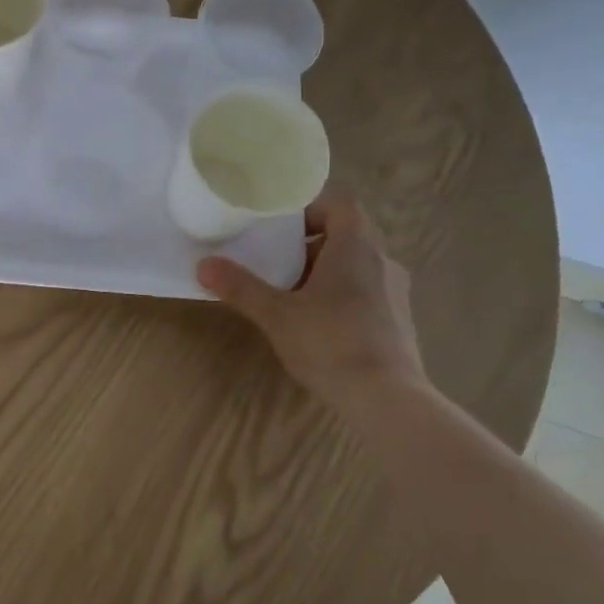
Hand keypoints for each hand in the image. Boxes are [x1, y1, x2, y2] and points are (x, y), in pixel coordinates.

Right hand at [196, 190, 427, 403]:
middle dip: (310, 243)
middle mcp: (383, 260)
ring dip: (325, 271)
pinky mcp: (400, 320)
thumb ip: (241, 287)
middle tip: (276, 260)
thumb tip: (203, 265)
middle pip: (347, 234)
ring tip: (292, 294)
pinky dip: (342, 295)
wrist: (388, 400)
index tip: (280, 226)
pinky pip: (368, 291)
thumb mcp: (276, 315)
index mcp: (355, 247)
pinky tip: (319, 324)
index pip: (340, 203)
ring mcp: (396, 292)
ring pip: (357, 264)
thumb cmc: (331, 344)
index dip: (310, 207)